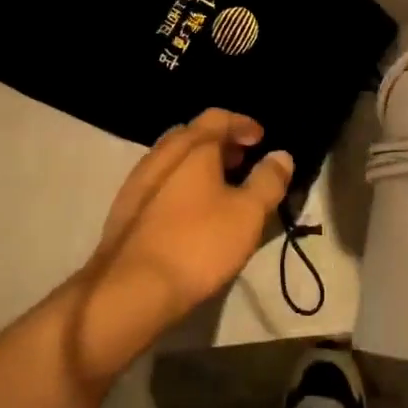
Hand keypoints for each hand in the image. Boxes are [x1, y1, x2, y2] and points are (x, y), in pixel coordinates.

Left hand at [71, 110, 293, 380]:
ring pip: (173, 161)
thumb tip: (281, 155)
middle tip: (242, 160)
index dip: (242, 124)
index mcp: (191, 147)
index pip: (217, 117)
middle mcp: (160, 156)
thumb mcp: (248, 213)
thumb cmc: (198, 243)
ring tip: (222, 188)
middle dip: (219, 142)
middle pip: (191, 135)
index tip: (261, 139)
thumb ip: (268, 180)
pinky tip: (193, 212)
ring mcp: (137, 183)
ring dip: (199, 165)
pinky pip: (160, 184)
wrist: (131, 290)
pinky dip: (182, 185)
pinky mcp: (126, 212)